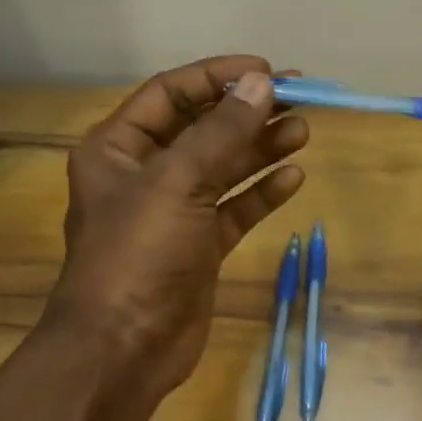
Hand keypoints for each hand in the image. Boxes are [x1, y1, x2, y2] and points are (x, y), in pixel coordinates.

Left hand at [41, 56, 308, 406]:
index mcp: (119, 148)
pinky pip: (235, 208)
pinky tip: (293, 178)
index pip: (171, 94)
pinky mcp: (199, 246)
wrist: (123, 349)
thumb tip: (262, 83)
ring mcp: (174, 212)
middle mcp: (144, 174)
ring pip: (224, 168)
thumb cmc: (138, 254)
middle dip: (247, 112)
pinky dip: (261, 192)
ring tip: (302, 131)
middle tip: (299, 98)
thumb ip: (222, 132)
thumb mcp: (177, 182)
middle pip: (203, 129)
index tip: (266, 71)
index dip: (217, 78)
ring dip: (260, 148)